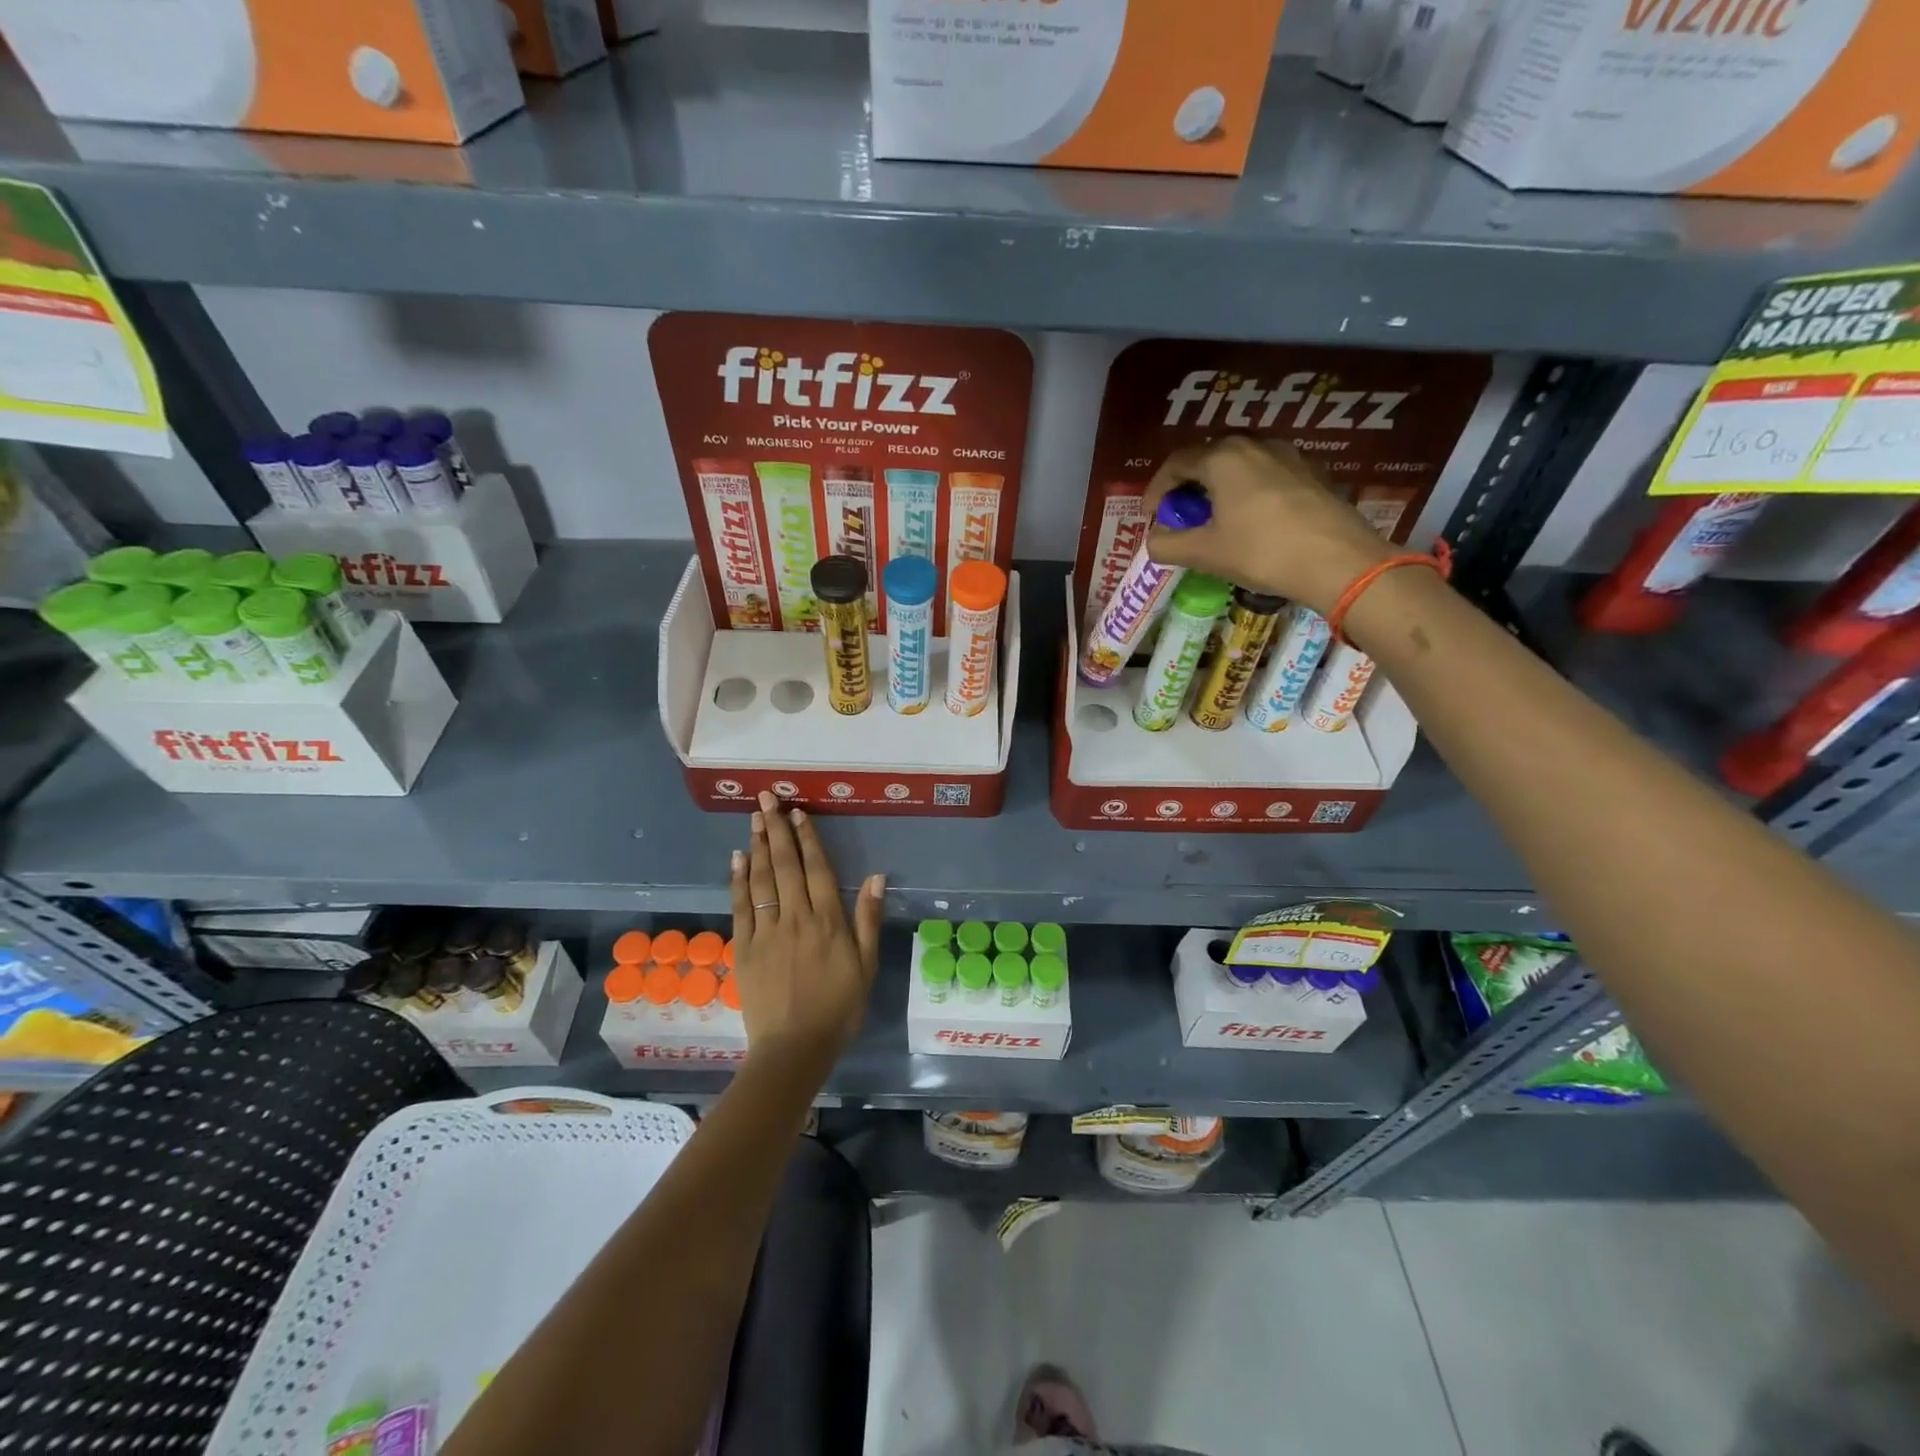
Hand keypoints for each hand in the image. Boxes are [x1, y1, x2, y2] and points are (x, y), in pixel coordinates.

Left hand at [729, 791, 884, 1073]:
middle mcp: (795, 918)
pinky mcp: (743, 948)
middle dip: (776, 829)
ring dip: (758, 846)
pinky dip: (738, 880)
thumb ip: (867, 918)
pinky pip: (740, 907)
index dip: (808, 838)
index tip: (798, 812)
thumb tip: (875, 876)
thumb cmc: (838, 1008)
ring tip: (753, 818)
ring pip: (761, 880)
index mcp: (827, 921)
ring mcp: (765, 932)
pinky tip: (737, 858)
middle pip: (785, 866)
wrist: (794, 1049)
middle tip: (767, 799)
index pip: (816, 869)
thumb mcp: (865, 966)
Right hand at [1141, 436, 1391, 612]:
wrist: (1338, 560)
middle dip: (1189, 486)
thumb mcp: (1205, 553)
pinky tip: (1251, 521)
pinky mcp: (1312, 473)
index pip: (1176, 463)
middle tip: (1181, 516)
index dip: (1157, 489)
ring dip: (1220, 488)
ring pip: (1240, 466)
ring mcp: (1288, 456)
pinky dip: (1248, 493)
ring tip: (1215, 520)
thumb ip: (1168, 545)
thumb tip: (1153, 541)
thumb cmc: (1261, 551)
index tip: (1150, 516)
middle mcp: (1254, 445)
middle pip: (1209, 458)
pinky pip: (1267, 476)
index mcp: (1222, 458)